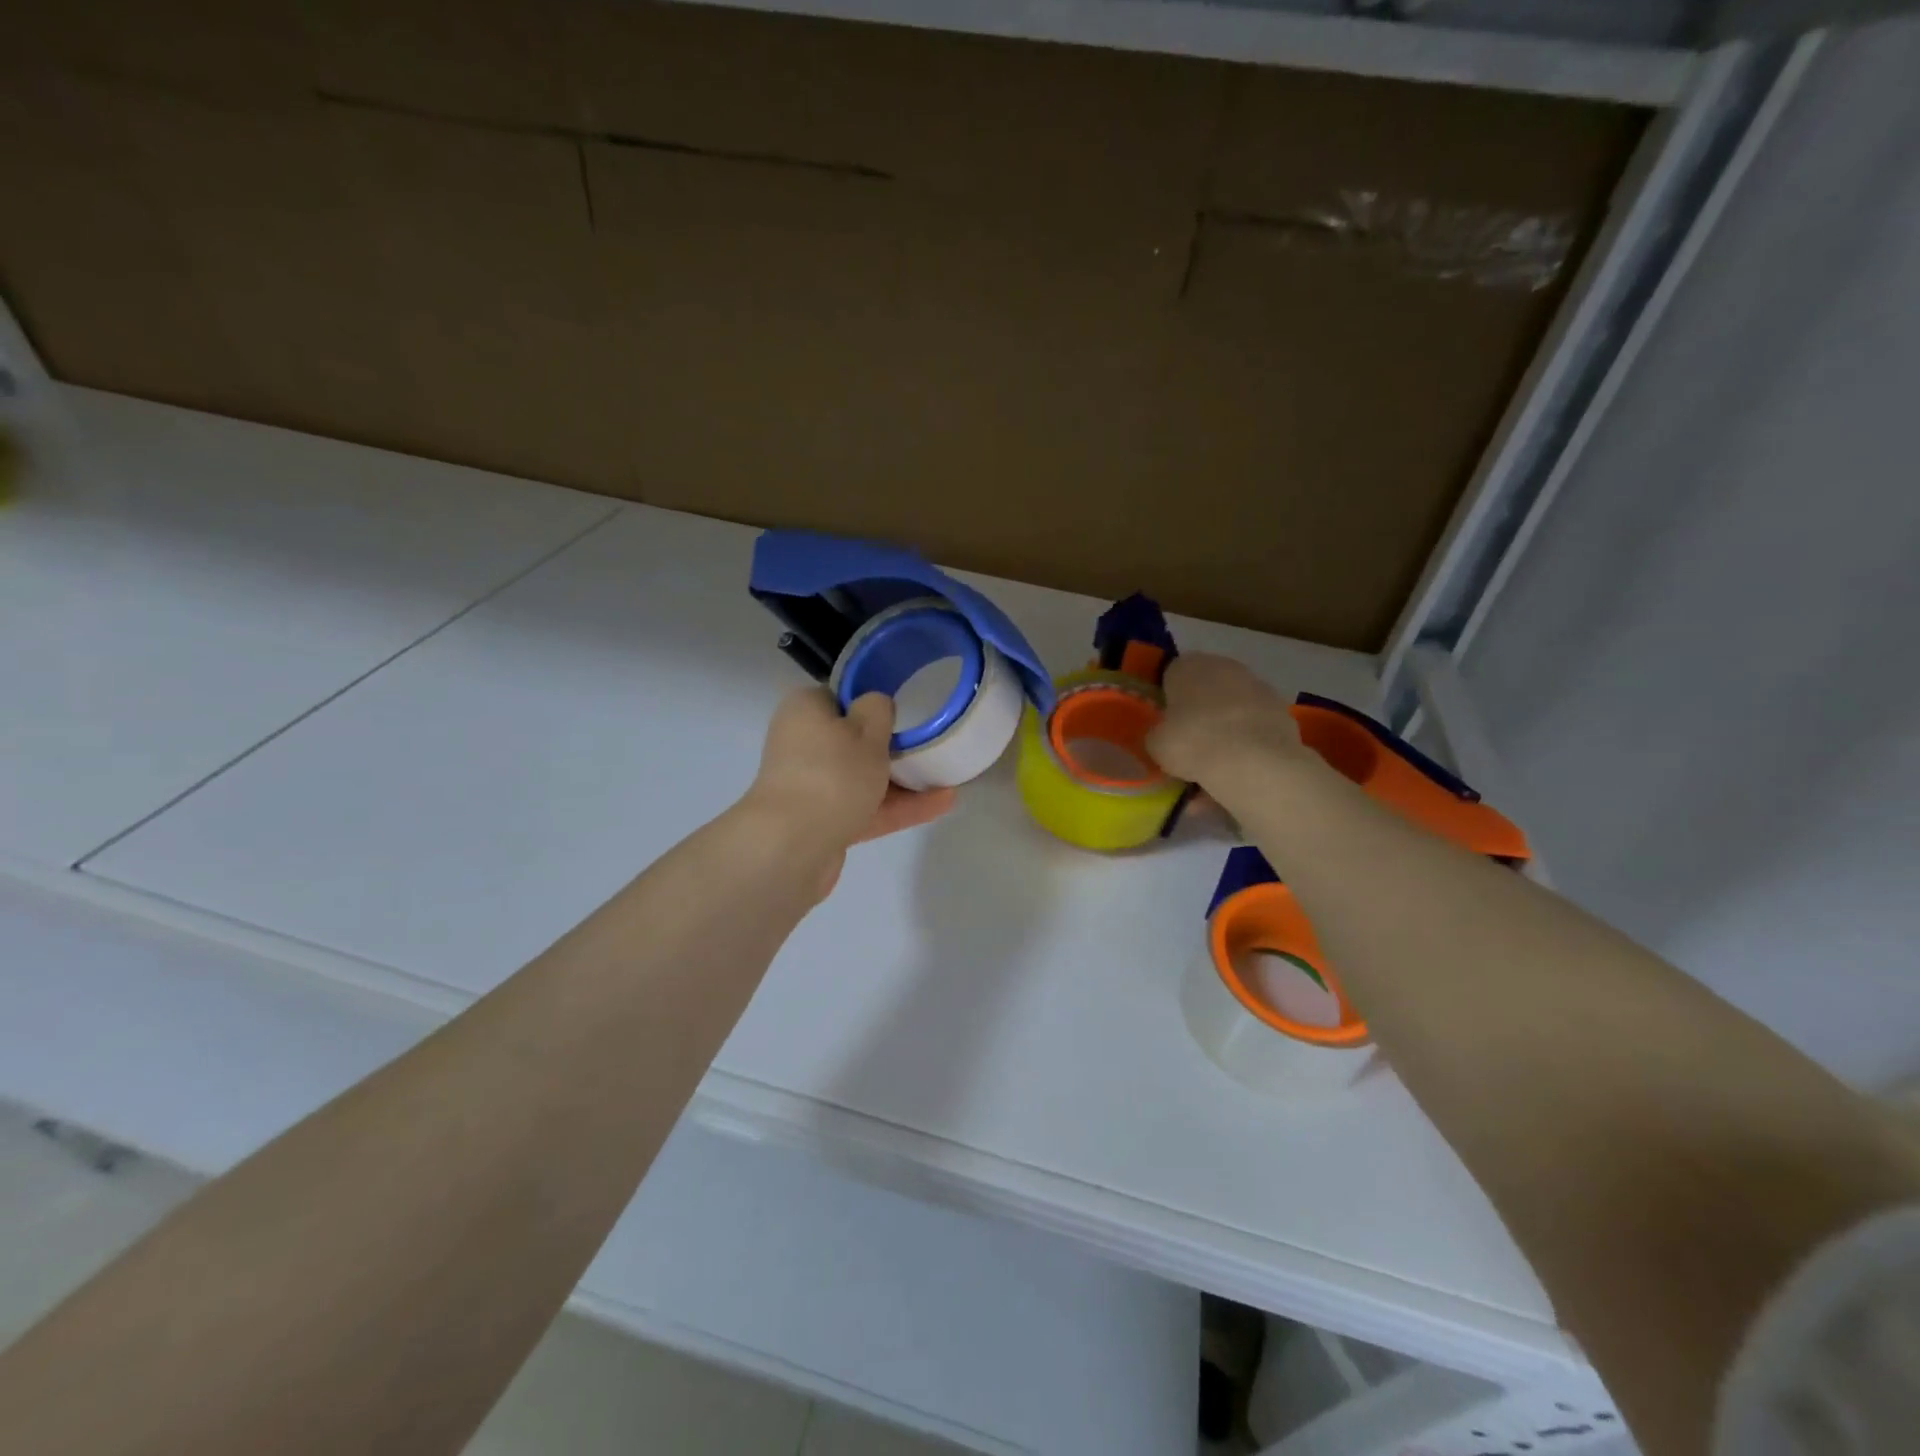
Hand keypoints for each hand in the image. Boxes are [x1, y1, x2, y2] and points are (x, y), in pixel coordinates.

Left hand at [744, 687, 955, 897]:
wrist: (793, 846)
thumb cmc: (832, 773)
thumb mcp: (866, 729)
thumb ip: (878, 709)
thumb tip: (875, 705)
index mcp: (806, 710)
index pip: (842, 698)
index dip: (873, 703)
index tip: (907, 712)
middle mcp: (803, 744)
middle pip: (854, 740)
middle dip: (893, 747)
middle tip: (933, 745)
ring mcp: (812, 786)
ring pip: (863, 778)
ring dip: (903, 781)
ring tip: (948, 779)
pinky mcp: (823, 822)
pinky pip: (866, 808)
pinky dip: (898, 807)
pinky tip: (940, 805)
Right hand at [1147, 653, 1311, 793]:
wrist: (1253, 762)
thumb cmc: (1193, 743)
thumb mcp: (1156, 744)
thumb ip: (1158, 734)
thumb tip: (1164, 736)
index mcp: (1188, 666)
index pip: (1172, 674)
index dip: (1168, 698)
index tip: (1167, 723)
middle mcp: (1224, 667)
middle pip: (1206, 688)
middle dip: (1200, 711)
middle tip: (1191, 742)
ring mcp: (1258, 686)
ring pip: (1234, 707)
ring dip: (1226, 727)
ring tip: (1218, 764)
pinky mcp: (1282, 710)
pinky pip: (1255, 726)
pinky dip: (1249, 742)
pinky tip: (1241, 768)